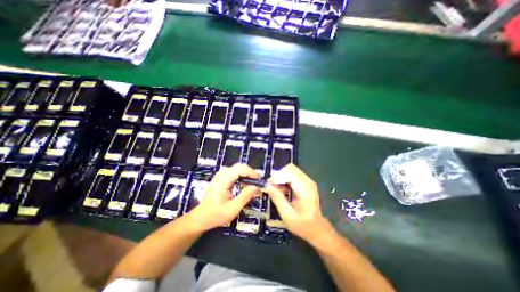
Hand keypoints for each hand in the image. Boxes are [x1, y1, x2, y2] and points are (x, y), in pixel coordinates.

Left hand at [188, 163, 257, 230]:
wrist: (200, 218)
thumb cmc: (216, 215)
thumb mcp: (233, 208)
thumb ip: (245, 196)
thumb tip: (256, 187)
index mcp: (223, 180)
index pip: (239, 169)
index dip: (250, 172)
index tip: (258, 179)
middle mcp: (221, 175)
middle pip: (238, 166)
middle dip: (249, 172)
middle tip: (257, 181)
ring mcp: (219, 176)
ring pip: (235, 168)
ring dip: (245, 173)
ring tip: (252, 181)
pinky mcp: (220, 179)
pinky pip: (232, 172)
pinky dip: (240, 175)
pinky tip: (243, 182)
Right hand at [266, 164, 335, 243]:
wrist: (317, 229)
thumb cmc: (302, 224)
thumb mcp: (287, 215)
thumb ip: (277, 199)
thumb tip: (268, 185)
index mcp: (305, 189)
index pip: (289, 172)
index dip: (277, 176)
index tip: (269, 185)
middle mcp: (308, 181)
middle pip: (290, 168)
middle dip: (279, 175)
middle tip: (273, 187)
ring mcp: (308, 181)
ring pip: (291, 170)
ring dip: (282, 177)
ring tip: (278, 190)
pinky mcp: (306, 183)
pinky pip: (293, 175)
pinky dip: (286, 180)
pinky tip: (284, 190)